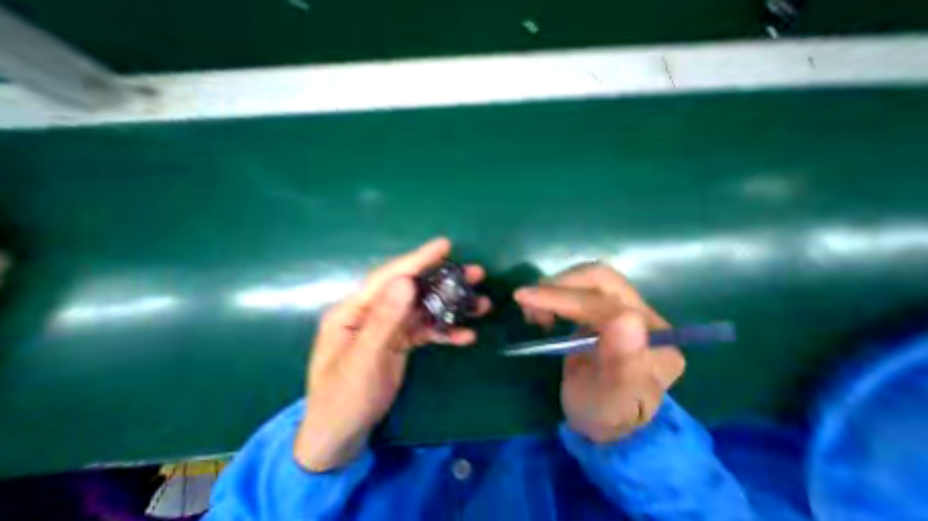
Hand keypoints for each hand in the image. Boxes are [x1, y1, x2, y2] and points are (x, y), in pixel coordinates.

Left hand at [294, 238, 492, 469]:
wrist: (340, 438)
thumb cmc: (342, 400)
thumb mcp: (362, 361)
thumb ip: (383, 320)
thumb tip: (405, 282)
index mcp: (354, 310)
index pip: (390, 276)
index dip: (418, 259)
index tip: (444, 245)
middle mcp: (373, 311)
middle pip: (413, 288)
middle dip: (444, 280)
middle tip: (475, 273)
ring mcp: (390, 326)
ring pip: (425, 308)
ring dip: (452, 305)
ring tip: (481, 303)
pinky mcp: (401, 340)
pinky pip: (428, 329)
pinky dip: (447, 330)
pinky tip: (466, 335)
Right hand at [511, 262, 683, 441]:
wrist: (604, 419)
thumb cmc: (606, 413)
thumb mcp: (613, 401)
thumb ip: (624, 364)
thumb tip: (627, 318)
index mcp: (655, 338)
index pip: (606, 303)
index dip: (563, 297)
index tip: (525, 298)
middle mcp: (642, 315)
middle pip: (599, 279)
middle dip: (558, 286)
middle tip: (527, 301)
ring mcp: (621, 307)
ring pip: (586, 278)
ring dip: (553, 287)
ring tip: (532, 312)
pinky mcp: (602, 307)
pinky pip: (578, 286)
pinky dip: (554, 291)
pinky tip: (542, 310)